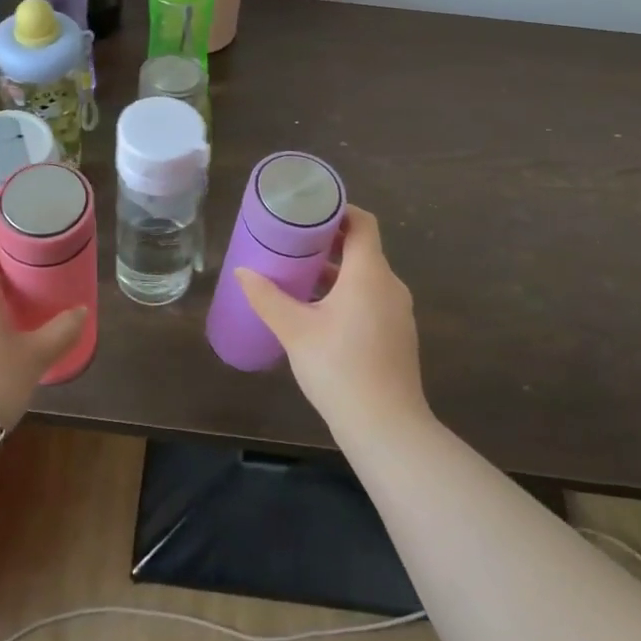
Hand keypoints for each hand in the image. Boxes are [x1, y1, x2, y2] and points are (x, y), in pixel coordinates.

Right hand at [236, 205, 428, 440]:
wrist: (387, 429)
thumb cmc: (340, 369)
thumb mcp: (295, 331)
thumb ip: (267, 298)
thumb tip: (242, 271)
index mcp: (369, 273)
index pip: (362, 222)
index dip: (338, 211)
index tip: (308, 211)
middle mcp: (390, 285)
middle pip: (363, 248)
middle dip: (329, 241)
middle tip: (293, 241)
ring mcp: (398, 312)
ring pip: (366, 276)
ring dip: (337, 270)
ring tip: (300, 276)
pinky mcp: (398, 335)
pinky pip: (373, 298)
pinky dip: (349, 293)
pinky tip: (320, 312)